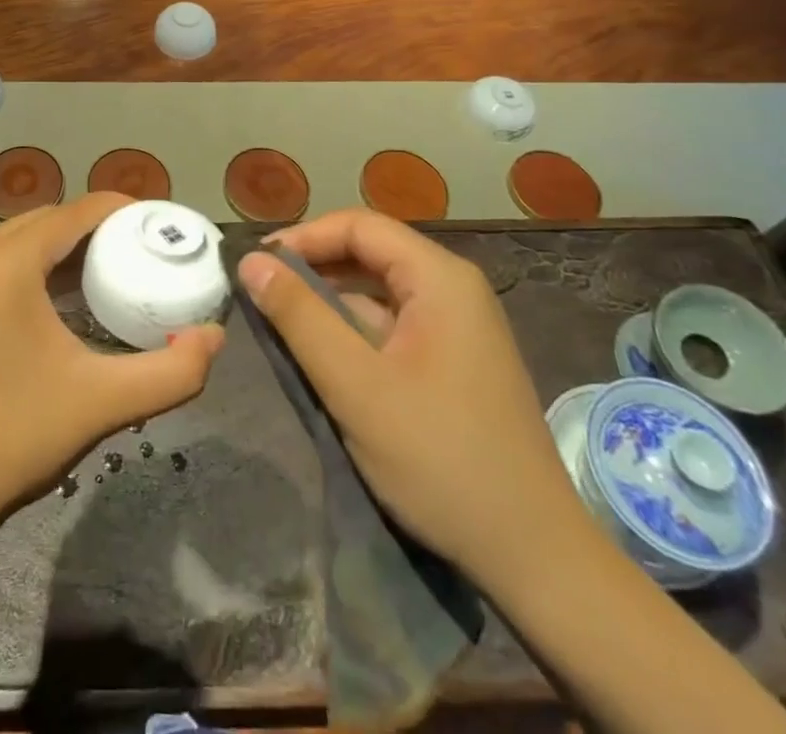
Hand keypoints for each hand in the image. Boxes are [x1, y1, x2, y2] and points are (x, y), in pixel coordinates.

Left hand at [0, 192, 224, 524]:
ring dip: (62, 242)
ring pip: (19, 237)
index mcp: (4, 266)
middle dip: (93, 224)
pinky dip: (34, 262)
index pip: (72, 214)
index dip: (118, 209)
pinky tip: (63, 293)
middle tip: (140, 245)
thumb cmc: (17, 437)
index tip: (158, 222)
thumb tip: (215, 337)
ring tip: (110, 264)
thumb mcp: (104, 402)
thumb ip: (172, 371)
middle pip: (45, 219)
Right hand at [238, 209, 585, 589]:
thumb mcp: (355, 385)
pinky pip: (393, 324)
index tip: (257, 266)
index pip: (358, 226)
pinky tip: (322, 355)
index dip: (303, 238)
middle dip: (312, 268)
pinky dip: (353, 330)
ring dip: (329, 301)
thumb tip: (250, 261)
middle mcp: (453, 289)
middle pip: (369, 253)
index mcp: (440, 279)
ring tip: (280, 322)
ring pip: (378, 291)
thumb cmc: (440, 459)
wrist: (534, 558)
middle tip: (261, 293)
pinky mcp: (454, 361)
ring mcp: (458, 326)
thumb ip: (299, 316)